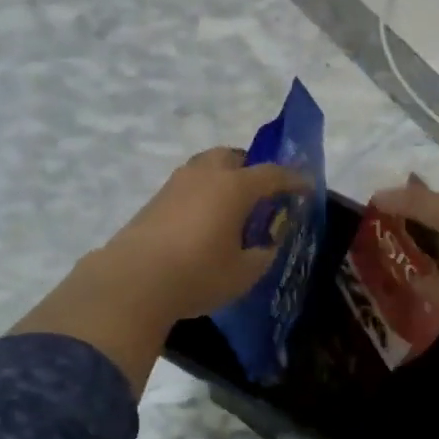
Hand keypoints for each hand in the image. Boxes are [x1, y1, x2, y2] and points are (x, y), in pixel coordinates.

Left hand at [94, 147, 309, 325]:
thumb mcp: (244, 273)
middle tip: (261, 192)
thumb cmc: (198, 274)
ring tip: (231, 207)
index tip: (306, 187)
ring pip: (206, 167)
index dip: (293, 179)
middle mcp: (206, 175)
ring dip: (223, 178)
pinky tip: (204, 221)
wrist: (132, 281)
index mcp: (235, 186)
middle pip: (234, 157)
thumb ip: (263, 254)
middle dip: (251, 168)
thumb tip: (266, 244)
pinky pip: (188, 186)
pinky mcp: (155, 200)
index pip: (273, 174)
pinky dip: (203, 194)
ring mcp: (176, 184)